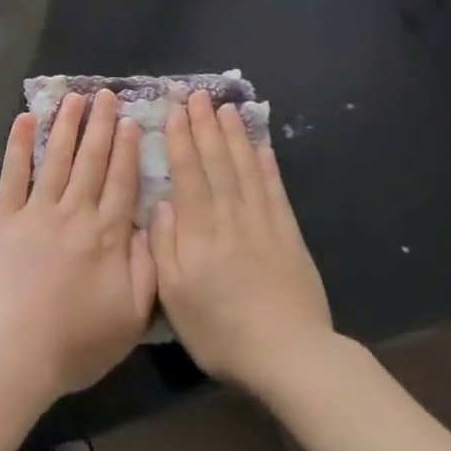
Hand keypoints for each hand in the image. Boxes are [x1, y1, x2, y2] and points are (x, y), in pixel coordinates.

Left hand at [0, 91, 156, 405]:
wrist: (15, 349)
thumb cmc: (75, 342)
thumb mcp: (131, 318)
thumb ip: (147, 269)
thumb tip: (151, 227)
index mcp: (107, 236)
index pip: (121, 182)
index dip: (126, 150)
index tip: (130, 121)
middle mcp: (75, 213)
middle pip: (91, 161)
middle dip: (100, 125)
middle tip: (105, 95)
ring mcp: (37, 211)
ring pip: (57, 158)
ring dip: (66, 125)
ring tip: (75, 97)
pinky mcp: (3, 216)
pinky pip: (14, 173)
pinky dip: (20, 144)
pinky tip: (25, 119)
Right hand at [150, 92, 334, 401]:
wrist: (289, 355)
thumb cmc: (221, 331)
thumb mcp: (174, 297)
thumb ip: (164, 247)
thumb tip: (162, 204)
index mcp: (199, 231)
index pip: (188, 174)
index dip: (181, 140)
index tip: (175, 111)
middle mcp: (230, 216)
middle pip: (216, 162)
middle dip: (205, 126)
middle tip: (198, 95)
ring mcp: (262, 222)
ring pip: (245, 168)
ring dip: (234, 136)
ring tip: (226, 108)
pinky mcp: (288, 234)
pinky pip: (275, 190)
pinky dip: (267, 165)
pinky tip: (261, 146)